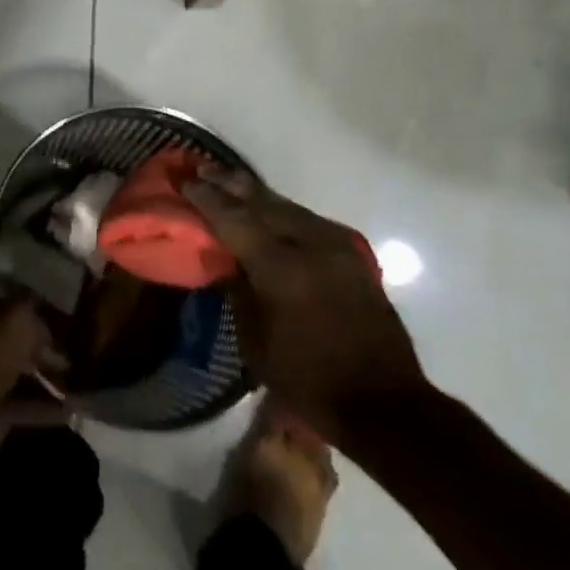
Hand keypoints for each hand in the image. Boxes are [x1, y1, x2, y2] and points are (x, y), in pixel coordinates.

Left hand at [0, 283, 66, 455]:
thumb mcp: (19, 315)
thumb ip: (37, 311)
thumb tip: (47, 325)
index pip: (9, 294)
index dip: (38, 304)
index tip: (65, 317)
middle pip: (13, 336)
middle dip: (44, 347)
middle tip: (76, 355)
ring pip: (17, 370)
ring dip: (46, 378)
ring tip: (79, 386)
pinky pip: (16, 402)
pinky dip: (40, 407)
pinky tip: (69, 411)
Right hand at [183, 167, 427, 446]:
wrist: (384, 402)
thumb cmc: (308, 379)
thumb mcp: (255, 343)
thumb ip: (238, 291)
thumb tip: (229, 259)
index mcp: (280, 268)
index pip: (234, 218)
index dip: (206, 197)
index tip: (184, 180)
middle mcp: (310, 245)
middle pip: (262, 201)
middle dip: (229, 183)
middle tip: (202, 167)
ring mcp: (336, 246)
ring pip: (287, 206)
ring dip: (256, 194)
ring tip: (230, 181)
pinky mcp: (352, 254)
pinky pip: (308, 220)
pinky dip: (282, 211)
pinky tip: (270, 209)